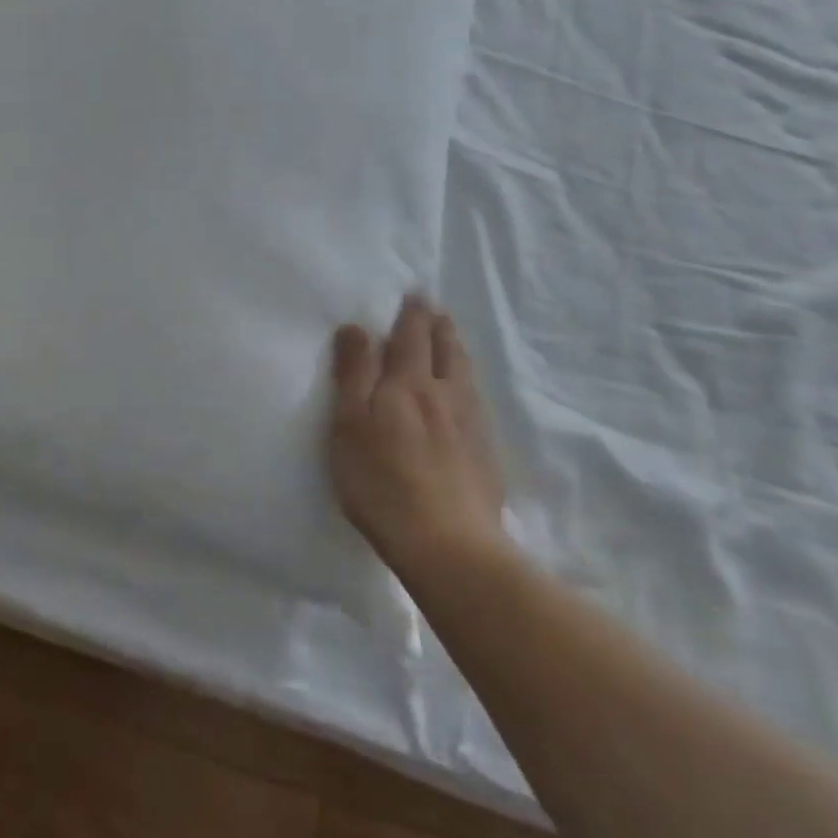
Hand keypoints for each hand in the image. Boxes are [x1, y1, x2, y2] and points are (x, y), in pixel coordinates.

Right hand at [329, 295, 505, 575]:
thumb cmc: (382, 481)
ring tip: (452, 340)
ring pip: (466, 374)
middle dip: (439, 325)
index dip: (412, 312)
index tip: (416, 292)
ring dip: (457, 350)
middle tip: (435, 309)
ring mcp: (472, 425)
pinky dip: (469, 384)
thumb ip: (354, 373)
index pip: (412, 336)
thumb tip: (357, 327)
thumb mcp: (350, 424)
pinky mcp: (487, 455)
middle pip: (446, 349)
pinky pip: (478, 403)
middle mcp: (446, 394)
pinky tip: (468, 396)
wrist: (448, 545)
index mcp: (409, 383)